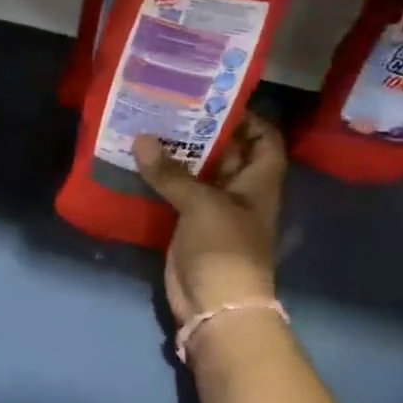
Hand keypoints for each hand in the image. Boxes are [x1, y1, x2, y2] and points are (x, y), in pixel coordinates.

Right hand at [134, 111, 286, 324]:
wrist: (216, 305)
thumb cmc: (225, 248)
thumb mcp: (202, 204)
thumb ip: (172, 173)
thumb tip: (142, 139)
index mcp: (258, 181)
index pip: (264, 139)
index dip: (248, 117)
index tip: (214, 97)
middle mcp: (239, 191)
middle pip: (227, 152)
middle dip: (202, 129)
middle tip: (170, 104)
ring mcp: (213, 209)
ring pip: (197, 172)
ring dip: (177, 153)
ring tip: (148, 125)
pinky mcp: (189, 225)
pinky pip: (176, 194)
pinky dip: (161, 179)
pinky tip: (138, 161)